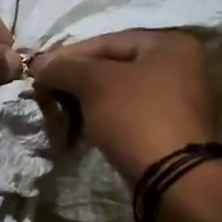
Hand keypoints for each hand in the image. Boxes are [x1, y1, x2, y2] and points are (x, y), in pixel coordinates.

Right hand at [30, 29, 214, 183]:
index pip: (107, 42)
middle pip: (114, 66)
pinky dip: (106, 118)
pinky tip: (84, 129)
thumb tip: (40, 66)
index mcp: (170, 44)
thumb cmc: (136, 118)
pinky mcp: (173, 129)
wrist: (174, 180)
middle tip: (49, 93)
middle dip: (77, 80)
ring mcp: (180, 100)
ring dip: (88, 101)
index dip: (68, 56)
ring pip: (121, 92)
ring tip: (61, 113)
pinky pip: (131, 114)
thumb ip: (64, 68)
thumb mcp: (93, 84)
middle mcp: (182, 66)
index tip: (40, 72)